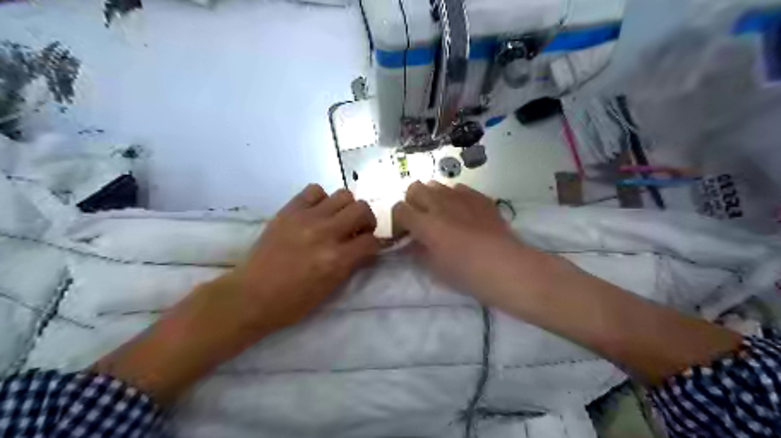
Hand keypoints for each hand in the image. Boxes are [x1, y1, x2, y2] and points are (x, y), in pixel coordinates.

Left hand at [94, 184, 381, 402]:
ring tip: (337, 220)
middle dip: (366, 220)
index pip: (371, 241)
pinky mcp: (289, 210)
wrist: (251, 295)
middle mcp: (325, 233)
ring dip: (346, 208)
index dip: (375, 244)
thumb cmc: (292, 302)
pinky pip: (314, 190)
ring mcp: (306, 218)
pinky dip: (321, 199)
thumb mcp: (330, 289)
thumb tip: (366, 248)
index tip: (369, 247)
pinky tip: (317, 212)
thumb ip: (350, 264)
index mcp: (336, 259)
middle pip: (362, 209)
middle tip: (357, 230)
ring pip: (343, 194)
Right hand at [394, 182, 738, 385]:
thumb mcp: (437, 269)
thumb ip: (419, 252)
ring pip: (437, 184)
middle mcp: (441, 204)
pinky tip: (461, 213)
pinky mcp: (481, 198)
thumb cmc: (470, 276)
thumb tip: (412, 243)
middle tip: (420, 221)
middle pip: (415, 188)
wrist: (511, 269)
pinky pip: (459, 188)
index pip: (400, 209)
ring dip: (432, 197)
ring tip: (441, 216)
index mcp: (426, 224)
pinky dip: (453, 197)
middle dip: (412, 202)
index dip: (398, 221)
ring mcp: (462, 198)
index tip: (404, 235)